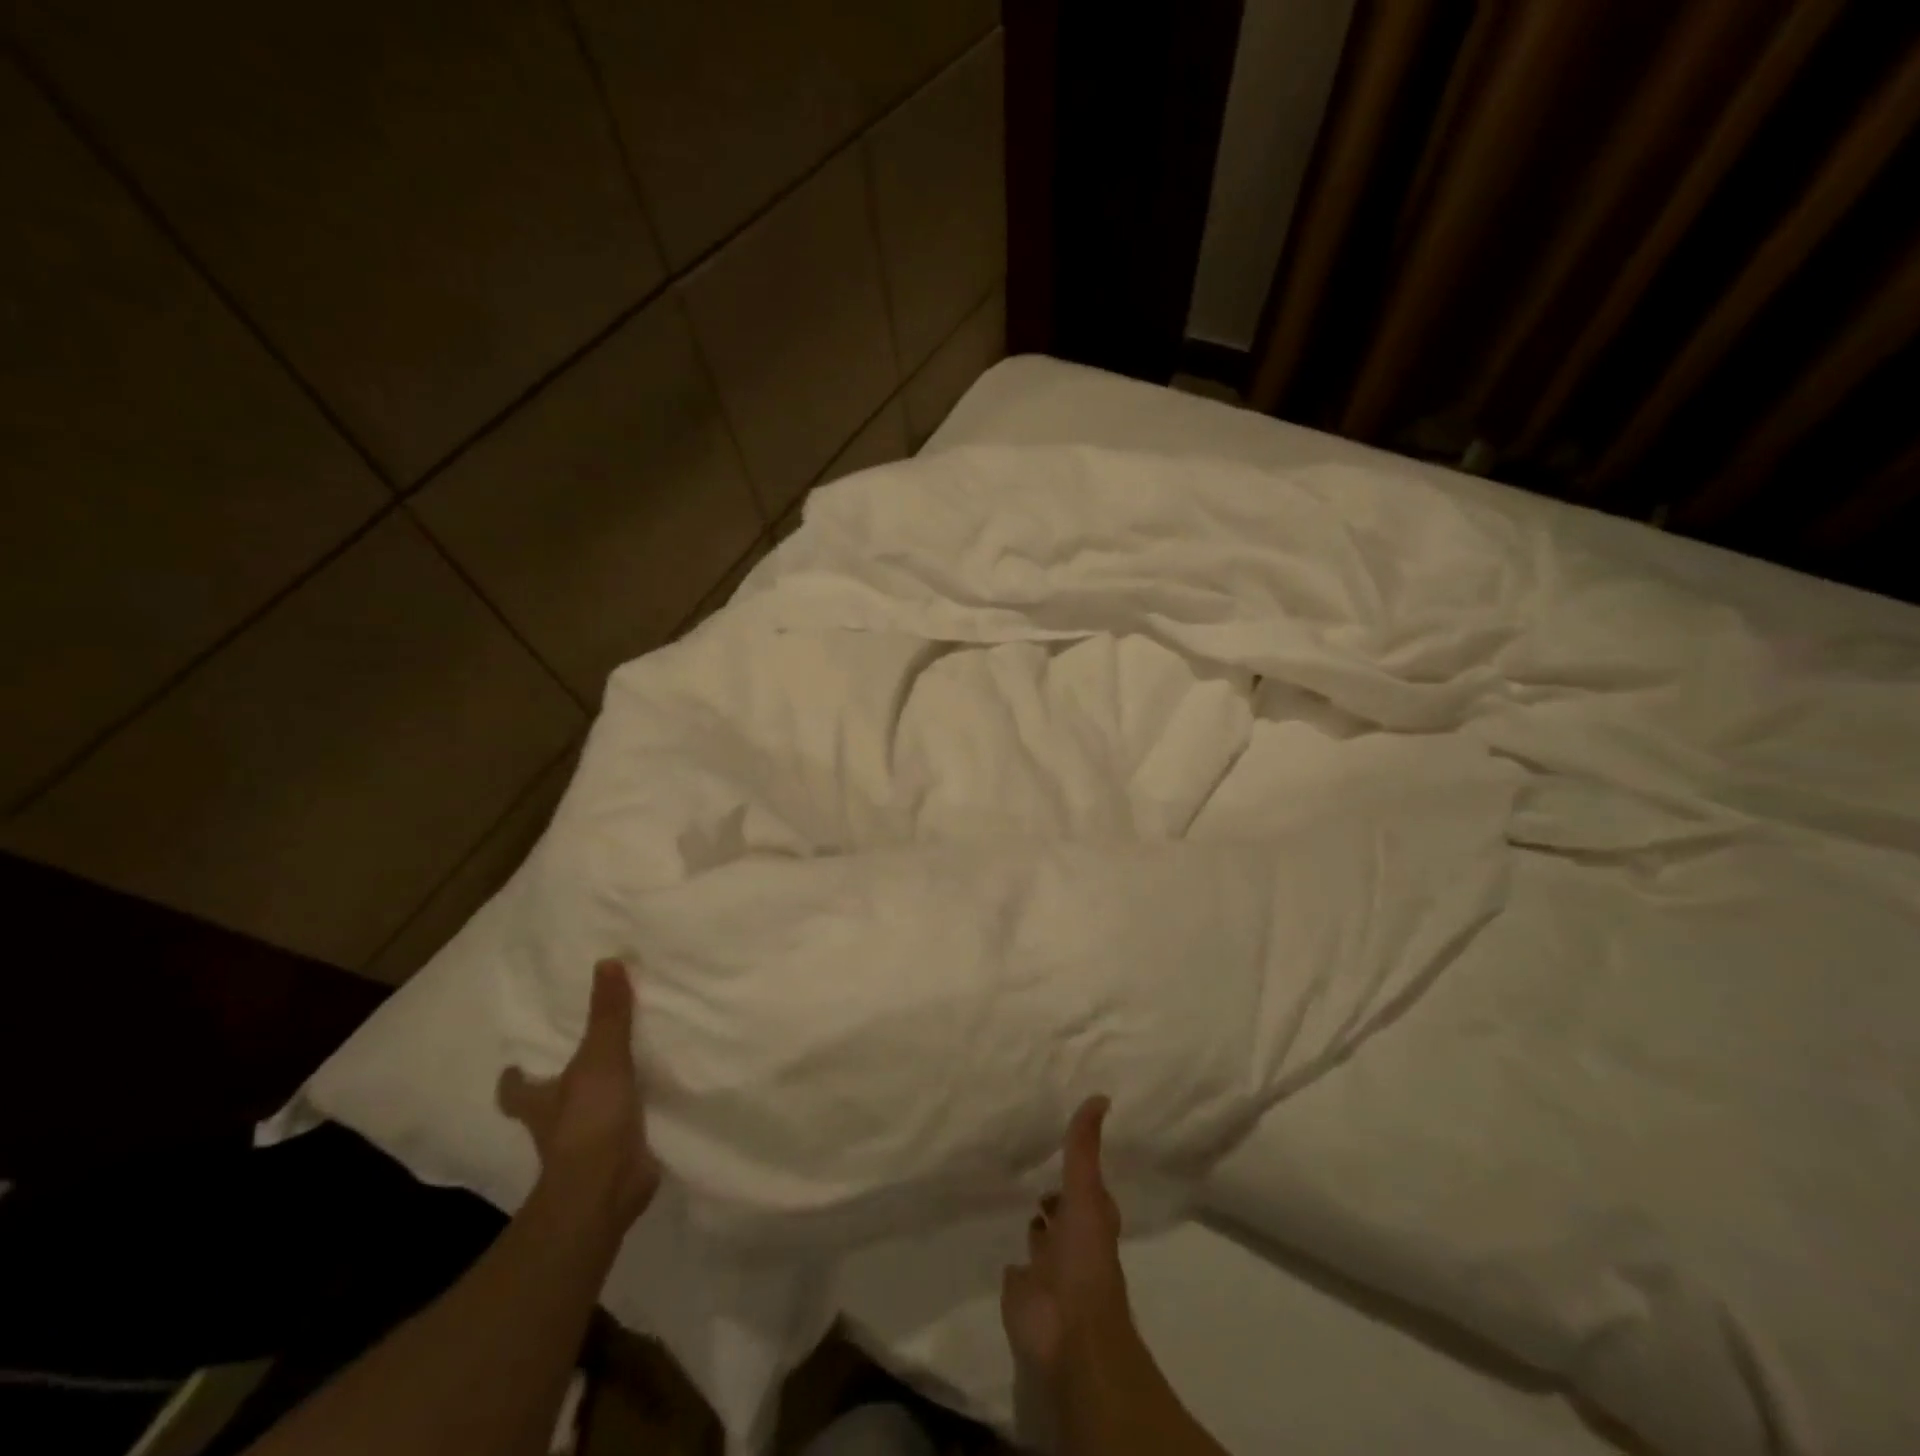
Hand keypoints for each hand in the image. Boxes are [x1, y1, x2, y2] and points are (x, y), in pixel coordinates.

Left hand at [498, 958, 659, 1228]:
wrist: (605, 1188)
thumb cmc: (588, 1121)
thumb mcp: (601, 1058)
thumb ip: (608, 1014)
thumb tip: (607, 961)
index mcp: (541, 1103)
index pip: (515, 1091)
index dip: (513, 1080)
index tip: (514, 1066)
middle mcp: (555, 1126)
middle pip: (548, 1105)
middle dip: (559, 1089)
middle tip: (579, 1062)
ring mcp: (584, 1148)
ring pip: (585, 1119)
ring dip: (598, 1104)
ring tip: (624, 1077)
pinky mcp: (614, 1160)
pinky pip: (621, 1134)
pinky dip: (630, 1123)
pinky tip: (651, 1107)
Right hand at [1001, 1096, 1132, 1383]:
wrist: (1068, 1335)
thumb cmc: (1084, 1260)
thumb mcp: (1086, 1193)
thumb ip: (1085, 1148)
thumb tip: (1102, 1096)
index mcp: (1090, 1220)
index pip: (1086, 1187)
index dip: (1078, 1168)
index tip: (1060, 1140)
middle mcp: (1071, 1242)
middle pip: (1062, 1213)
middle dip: (1052, 1195)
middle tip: (1029, 1163)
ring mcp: (1046, 1269)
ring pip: (1040, 1239)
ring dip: (1034, 1225)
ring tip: (1009, 1192)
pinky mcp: (1021, 1290)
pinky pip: (1015, 1269)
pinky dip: (1010, 1258)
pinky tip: (997, 1239)